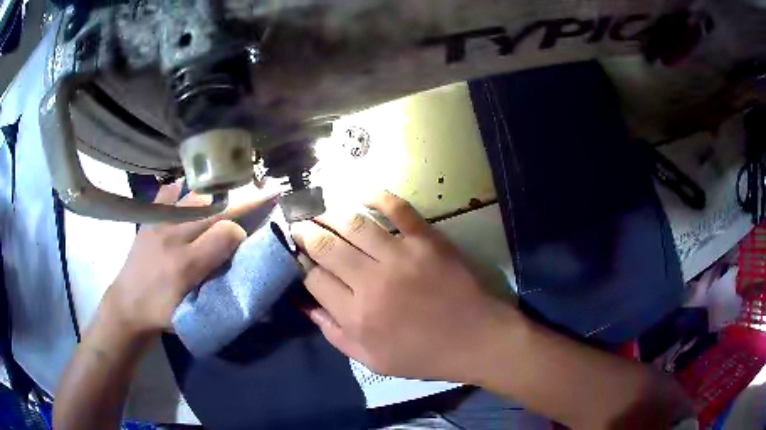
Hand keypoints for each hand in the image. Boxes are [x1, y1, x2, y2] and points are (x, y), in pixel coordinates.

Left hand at [106, 181, 273, 335]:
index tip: (247, 240)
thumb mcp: (195, 314)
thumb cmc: (163, 315)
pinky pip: (168, 193)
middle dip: (242, 200)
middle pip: (213, 210)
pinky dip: (184, 188)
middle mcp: (173, 238)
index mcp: (186, 266)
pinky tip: (193, 189)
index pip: (224, 234)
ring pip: (194, 197)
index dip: (241, 233)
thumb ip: (223, 295)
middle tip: (266, 189)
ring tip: (233, 189)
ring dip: (217, 193)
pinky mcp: (149, 219)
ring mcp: (158, 223)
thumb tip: (259, 296)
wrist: (126, 305)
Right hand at [292, 191, 518, 381]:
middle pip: (326, 246)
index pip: (314, 278)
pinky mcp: (427, 241)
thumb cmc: (423, 355)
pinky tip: (363, 195)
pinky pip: (398, 209)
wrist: (475, 340)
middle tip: (301, 227)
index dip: (301, 264)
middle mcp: (371, 282)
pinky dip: (378, 197)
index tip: (300, 257)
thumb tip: (307, 306)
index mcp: (356, 316)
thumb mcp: (372, 360)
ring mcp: (401, 257)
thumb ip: (335, 334)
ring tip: (324, 214)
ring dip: (332, 215)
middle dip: (307, 233)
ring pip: (353, 224)